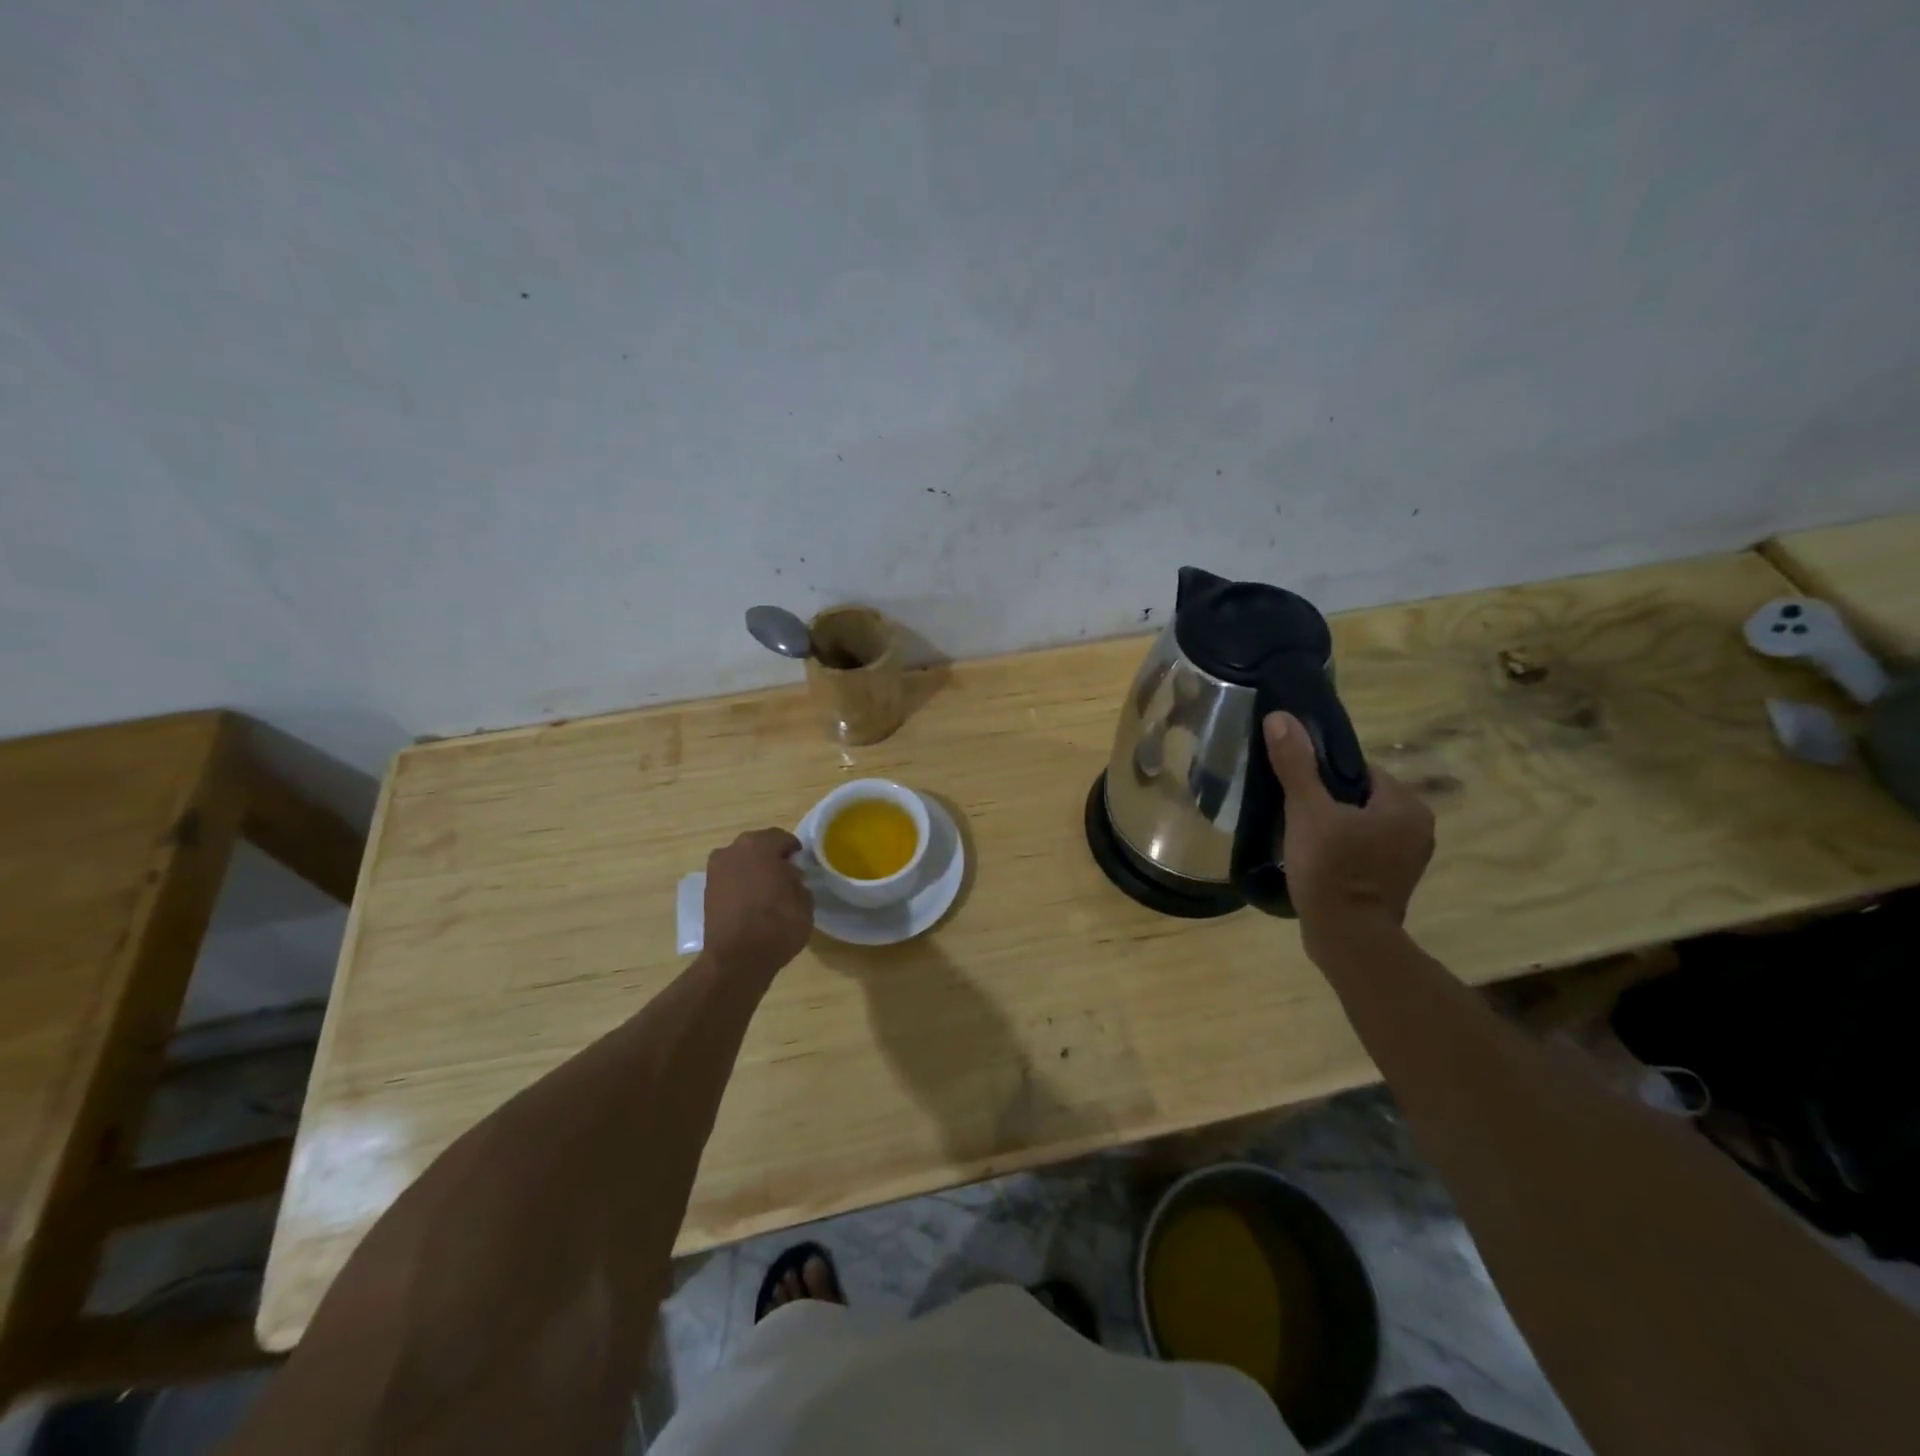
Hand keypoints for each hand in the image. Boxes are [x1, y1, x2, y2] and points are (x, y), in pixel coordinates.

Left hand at [704, 828, 812, 973]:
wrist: (738, 958)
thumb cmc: (779, 922)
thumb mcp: (805, 898)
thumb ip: (797, 880)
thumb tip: (789, 877)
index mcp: (759, 844)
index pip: (782, 838)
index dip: (794, 851)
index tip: (802, 866)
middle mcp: (732, 850)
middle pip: (757, 847)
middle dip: (771, 859)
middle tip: (786, 878)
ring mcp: (715, 872)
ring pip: (740, 864)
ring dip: (753, 872)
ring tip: (768, 893)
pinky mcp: (706, 894)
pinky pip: (730, 882)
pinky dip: (740, 888)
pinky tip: (752, 905)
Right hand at [1263, 712, 1434, 953]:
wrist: (1347, 939)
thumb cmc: (1332, 870)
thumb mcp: (1307, 811)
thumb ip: (1296, 764)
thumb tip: (1280, 718)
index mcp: (1406, 805)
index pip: (1360, 770)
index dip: (1324, 775)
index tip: (1297, 789)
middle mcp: (1417, 828)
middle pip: (1359, 797)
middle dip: (1327, 802)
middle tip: (1293, 813)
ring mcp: (1407, 860)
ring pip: (1360, 825)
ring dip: (1333, 827)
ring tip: (1299, 836)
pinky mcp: (1392, 883)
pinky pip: (1362, 851)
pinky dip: (1341, 851)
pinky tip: (1314, 860)